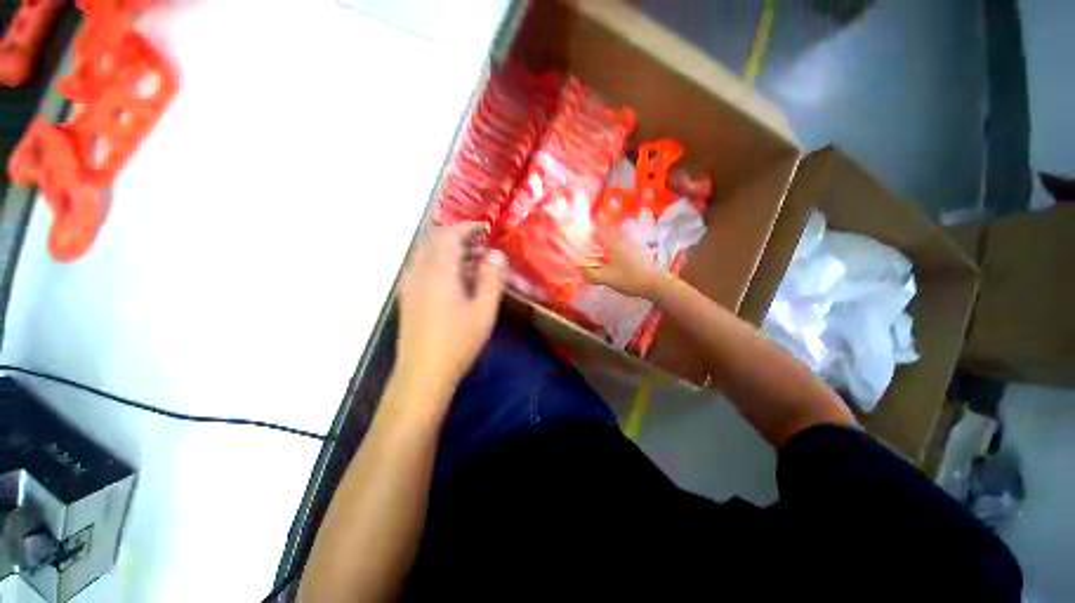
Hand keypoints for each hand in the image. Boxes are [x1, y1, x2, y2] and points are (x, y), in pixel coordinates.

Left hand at [396, 222, 506, 393]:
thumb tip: (496, 254)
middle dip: (458, 236)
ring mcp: (410, 284)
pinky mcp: (408, 297)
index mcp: (438, 272)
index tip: (486, 229)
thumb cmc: (458, 341)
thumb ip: (491, 278)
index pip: (450, 235)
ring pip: (427, 253)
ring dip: (448, 250)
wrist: (423, 373)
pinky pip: (422, 267)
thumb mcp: (483, 310)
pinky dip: (439, 263)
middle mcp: (419, 272)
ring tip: (471, 262)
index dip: (468, 227)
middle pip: (434, 240)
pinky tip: (454, 280)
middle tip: (480, 246)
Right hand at [584, 226, 666, 299]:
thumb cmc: (628, 278)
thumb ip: (590, 274)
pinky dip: (615, 248)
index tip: (581, 241)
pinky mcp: (638, 249)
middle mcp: (622, 238)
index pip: (597, 230)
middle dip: (597, 238)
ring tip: (599, 254)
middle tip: (589, 248)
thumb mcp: (606, 278)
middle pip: (607, 232)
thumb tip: (579, 271)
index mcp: (612, 241)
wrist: (654, 283)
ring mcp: (632, 243)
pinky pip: (622, 244)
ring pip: (615, 238)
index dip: (588, 233)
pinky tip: (613, 259)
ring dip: (606, 243)